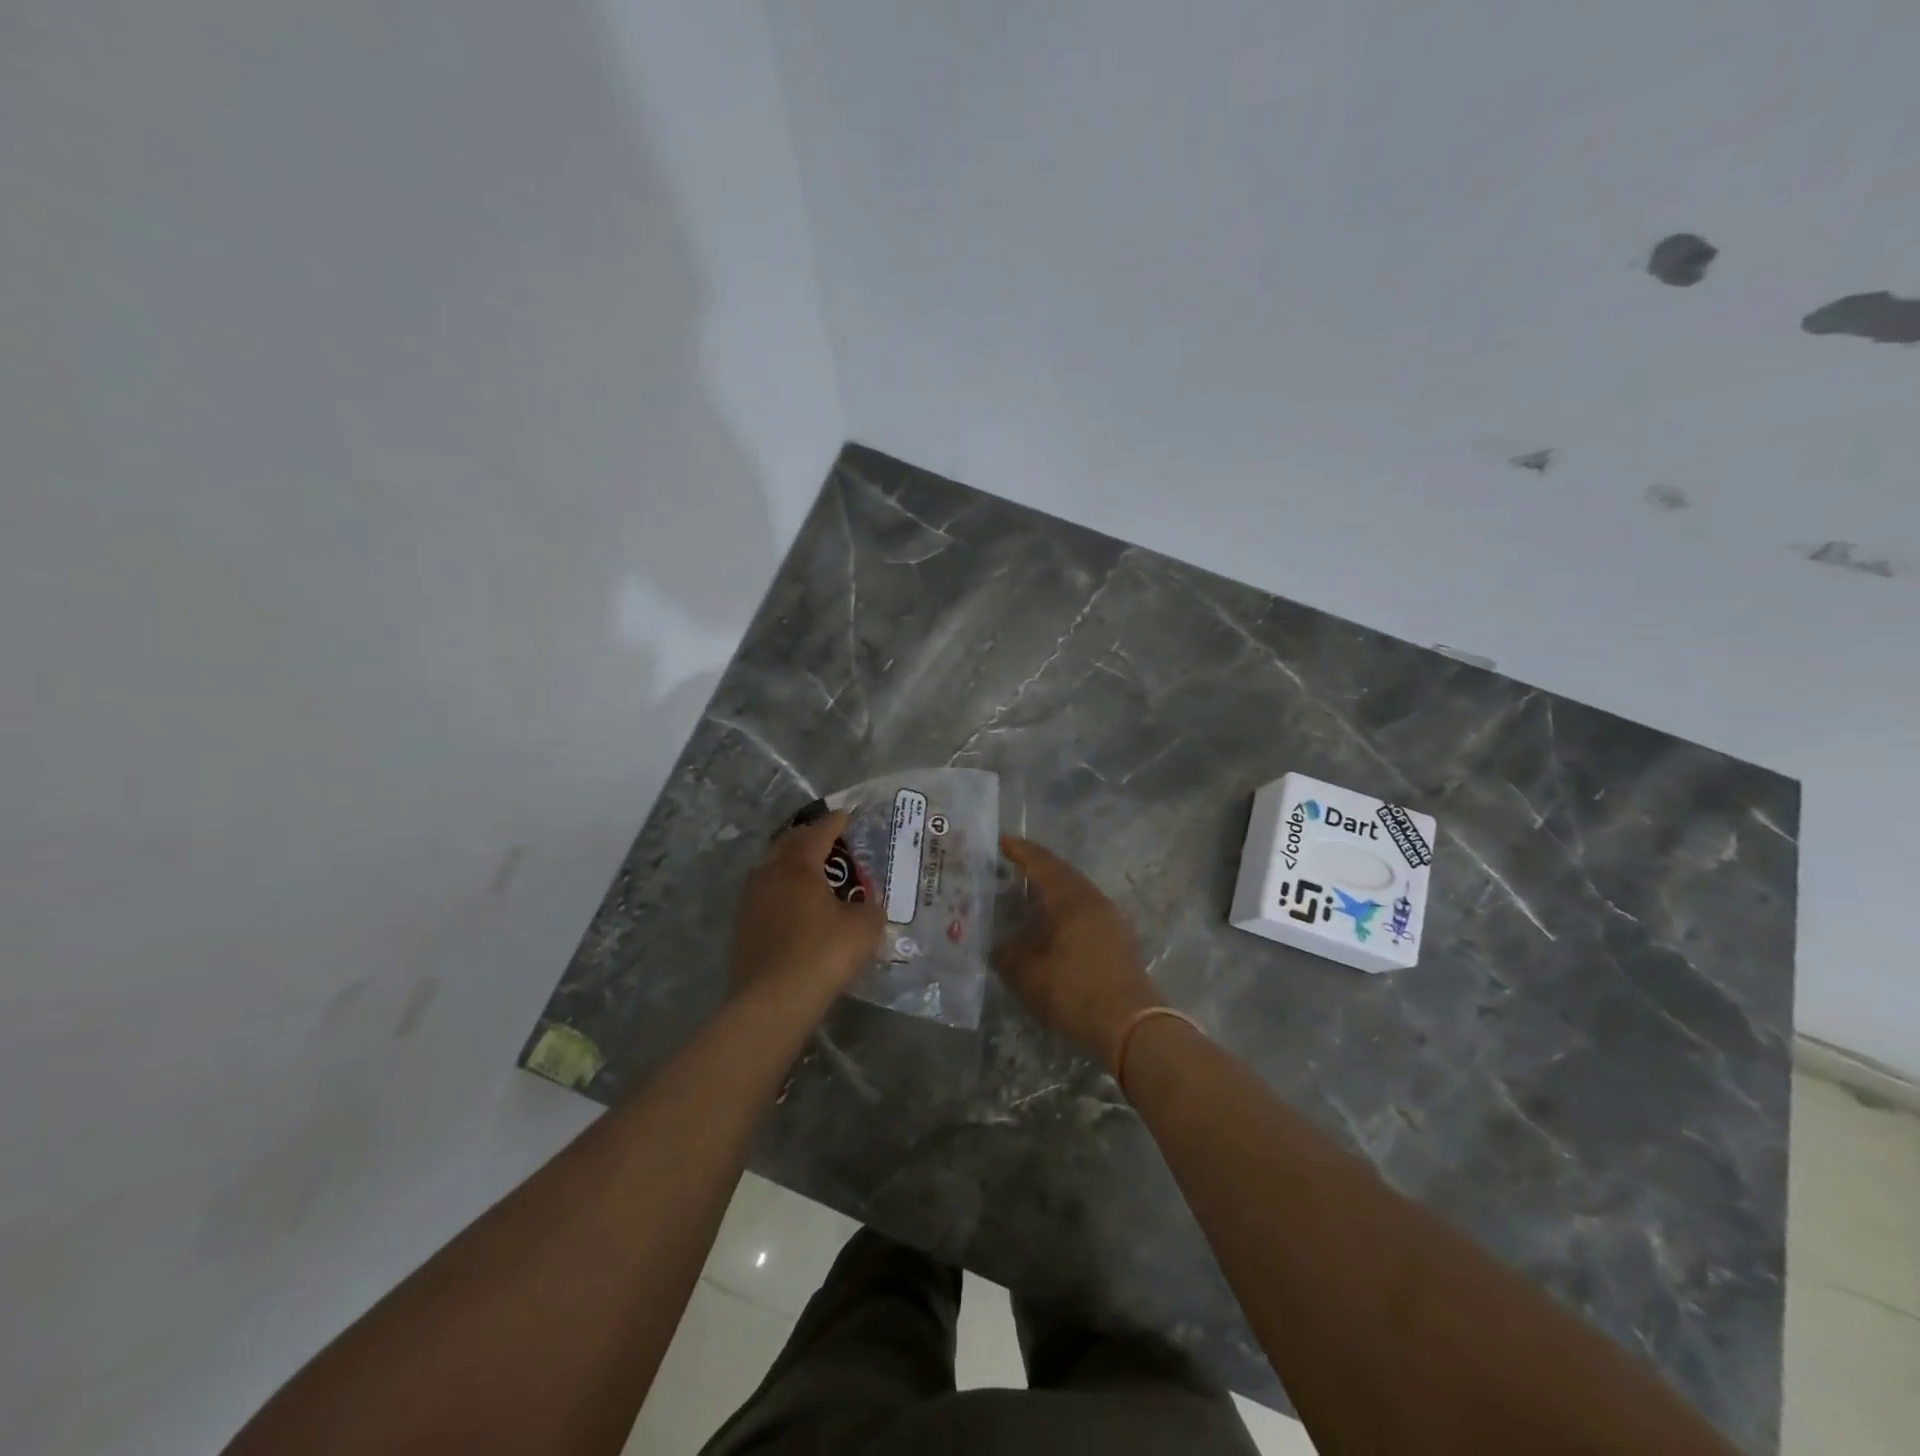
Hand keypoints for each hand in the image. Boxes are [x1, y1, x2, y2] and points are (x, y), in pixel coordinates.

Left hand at [730, 810, 884, 1014]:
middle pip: (787, 844)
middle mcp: (769, 875)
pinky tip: (792, 907)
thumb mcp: (863, 929)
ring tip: (808, 872)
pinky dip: (780, 891)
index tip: (845, 815)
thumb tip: (868, 905)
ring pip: (770, 869)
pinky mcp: (741, 928)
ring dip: (789, 864)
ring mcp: (750, 901)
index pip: (818, 834)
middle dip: (807, 837)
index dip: (834, 823)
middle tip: (826, 839)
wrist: (773, 1001)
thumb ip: (870, 909)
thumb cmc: (823, 954)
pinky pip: (763, 896)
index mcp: (799, 867)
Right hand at [995, 836, 1164, 1069]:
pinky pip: (1087, 911)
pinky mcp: (1120, 940)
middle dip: (1038, 868)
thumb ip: (1007, 954)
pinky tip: (1054, 927)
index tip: (1002, 841)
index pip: (1042, 863)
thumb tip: (1001, 946)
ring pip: (1077, 893)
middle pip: (1063, 874)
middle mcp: (1093, 900)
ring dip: (1053, 891)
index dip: (1020, 851)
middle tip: (1013, 868)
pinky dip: (1066, 911)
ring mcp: (1111, 919)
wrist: (1130, 1025)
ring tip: (1030, 898)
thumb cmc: (1073, 991)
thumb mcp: (1026, 975)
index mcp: (1070, 898)